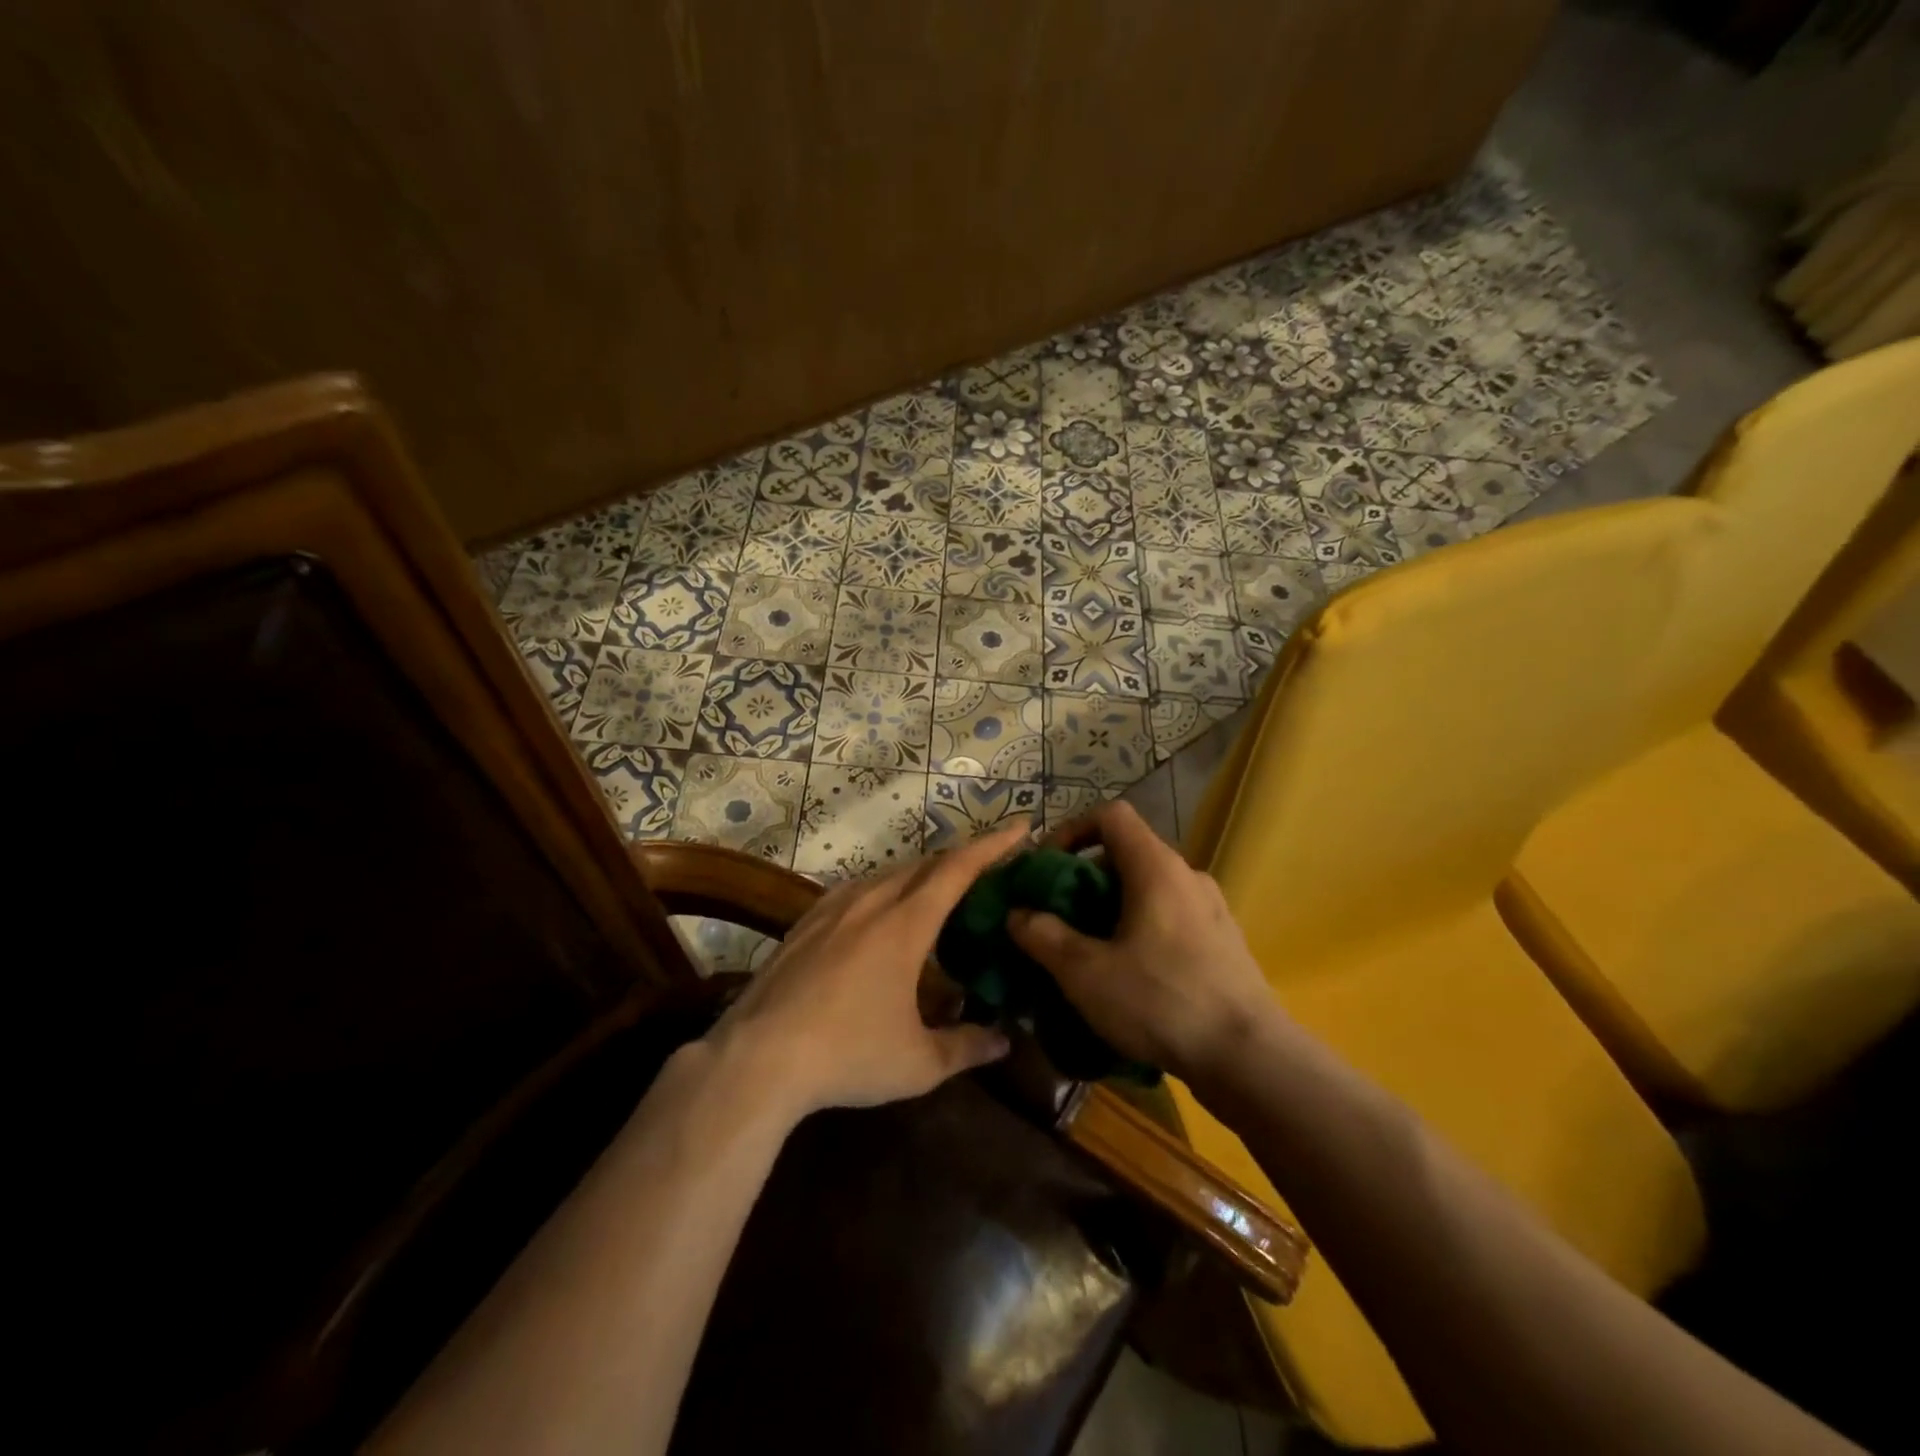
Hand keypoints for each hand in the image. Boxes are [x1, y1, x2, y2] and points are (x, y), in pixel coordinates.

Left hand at [708, 821, 1030, 1117]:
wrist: (758, 1058)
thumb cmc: (848, 1055)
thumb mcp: (918, 1062)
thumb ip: (966, 1046)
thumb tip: (1004, 1041)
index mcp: (905, 924)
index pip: (958, 869)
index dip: (993, 845)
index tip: (1020, 827)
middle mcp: (871, 902)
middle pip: (924, 865)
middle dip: (960, 859)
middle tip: (987, 867)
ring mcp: (832, 909)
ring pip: (887, 874)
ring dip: (920, 874)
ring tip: (938, 890)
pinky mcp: (804, 924)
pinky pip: (856, 890)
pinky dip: (883, 889)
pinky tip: (879, 912)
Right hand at [1006, 801, 1277, 1083]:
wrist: (1251, 1060)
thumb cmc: (1162, 1002)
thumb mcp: (1086, 973)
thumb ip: (1044, 937)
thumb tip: (1018, 914)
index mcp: (1156, 868)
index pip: (1111, 815)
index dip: (1071, 830)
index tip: (1047, 868)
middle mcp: (1188, 876)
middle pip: (1127, 854)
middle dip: (1084, 879)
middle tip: (1059, 918)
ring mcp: (1212, 910)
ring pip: (1149, 890)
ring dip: (1112, 909)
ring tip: (1088, 951)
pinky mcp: (1224, 943)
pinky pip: (1170, 919)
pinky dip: (1140, 930)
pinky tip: (1129, 977)